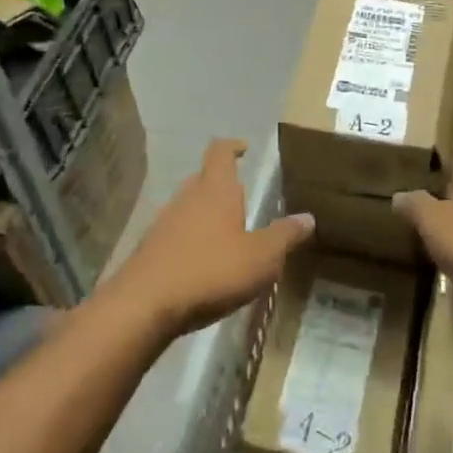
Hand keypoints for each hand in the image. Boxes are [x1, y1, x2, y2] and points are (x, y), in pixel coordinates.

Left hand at [107, 139, 313, 339]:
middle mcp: (187, 198)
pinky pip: (175, 235)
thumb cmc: (210, 271)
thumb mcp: (261, 257)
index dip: (232, 146)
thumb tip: (308, 217)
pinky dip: (190, 240)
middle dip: (221, 184)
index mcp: (215, 190)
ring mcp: (163, 223)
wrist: (144, 306)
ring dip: (205, 214)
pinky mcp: (150, 251)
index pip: (220, 152)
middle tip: (241, 197)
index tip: (244, 147)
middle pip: (203, 178)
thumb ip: (284, 236)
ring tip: (226, 234)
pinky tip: (203, 264)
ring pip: (188, 207)